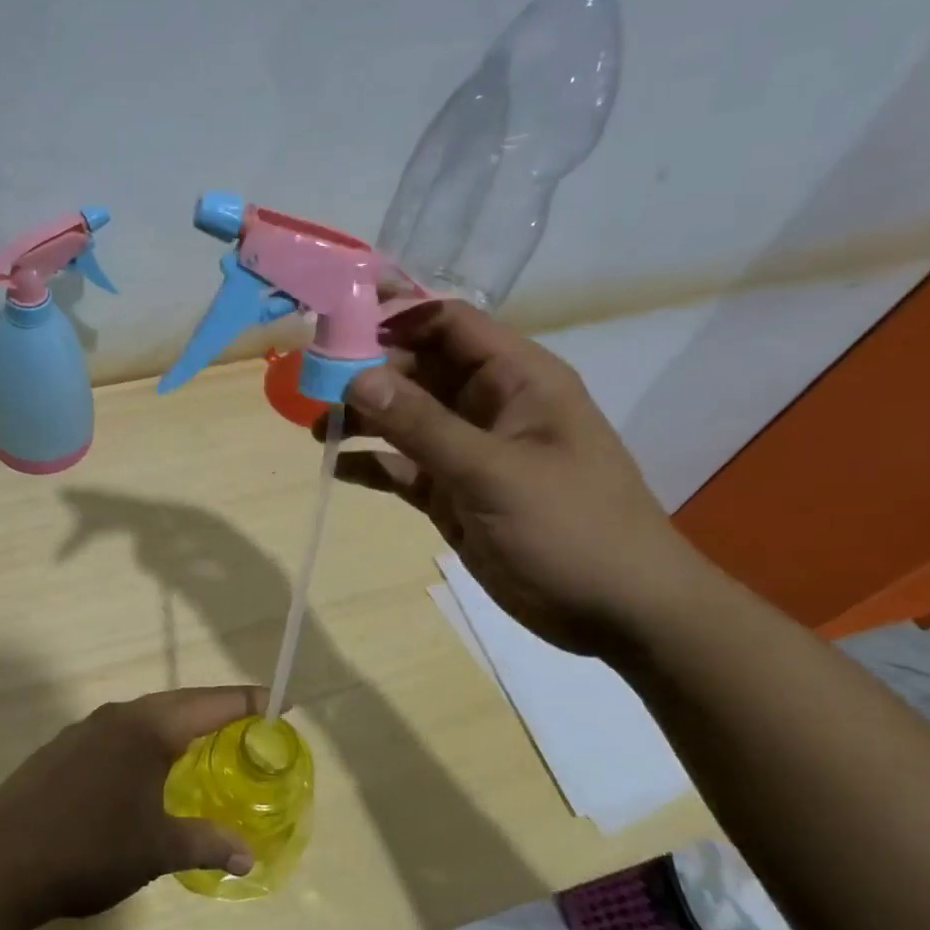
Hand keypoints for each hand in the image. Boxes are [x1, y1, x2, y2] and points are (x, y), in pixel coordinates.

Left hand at [0, 687, 261, 928]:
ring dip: (174, 727)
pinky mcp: (59, 751)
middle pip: (177, 703)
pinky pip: (115, 736)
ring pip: (142, 718)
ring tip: (198, 746)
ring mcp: (83, 731)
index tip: (280, 700)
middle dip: (214, 711)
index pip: (210, 704)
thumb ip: (207, 845)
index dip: (247, 702)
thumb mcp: (158, 850)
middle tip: (247, 723)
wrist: (1, 861)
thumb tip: (248, 857)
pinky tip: (140, 773)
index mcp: (147, 729)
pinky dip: (142, 743)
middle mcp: (117, 717)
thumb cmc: (91, 848)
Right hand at [326, 301, 703, 655]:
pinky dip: (371, 463)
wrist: (617, 613)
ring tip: (317, 426)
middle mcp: (488, 405)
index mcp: (517, 379)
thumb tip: (356, 377)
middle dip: (367, 370)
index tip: (337, 324)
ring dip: (363, 417)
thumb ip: (422, 425)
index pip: (448, 324)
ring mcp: (469, 451)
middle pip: (418, 368)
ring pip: (404, 418)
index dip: (395, 316)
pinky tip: (335, 465)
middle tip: (311, 382)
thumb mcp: (493, 472)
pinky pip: (403, 466)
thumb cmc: (571, 527)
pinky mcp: (452, 493)